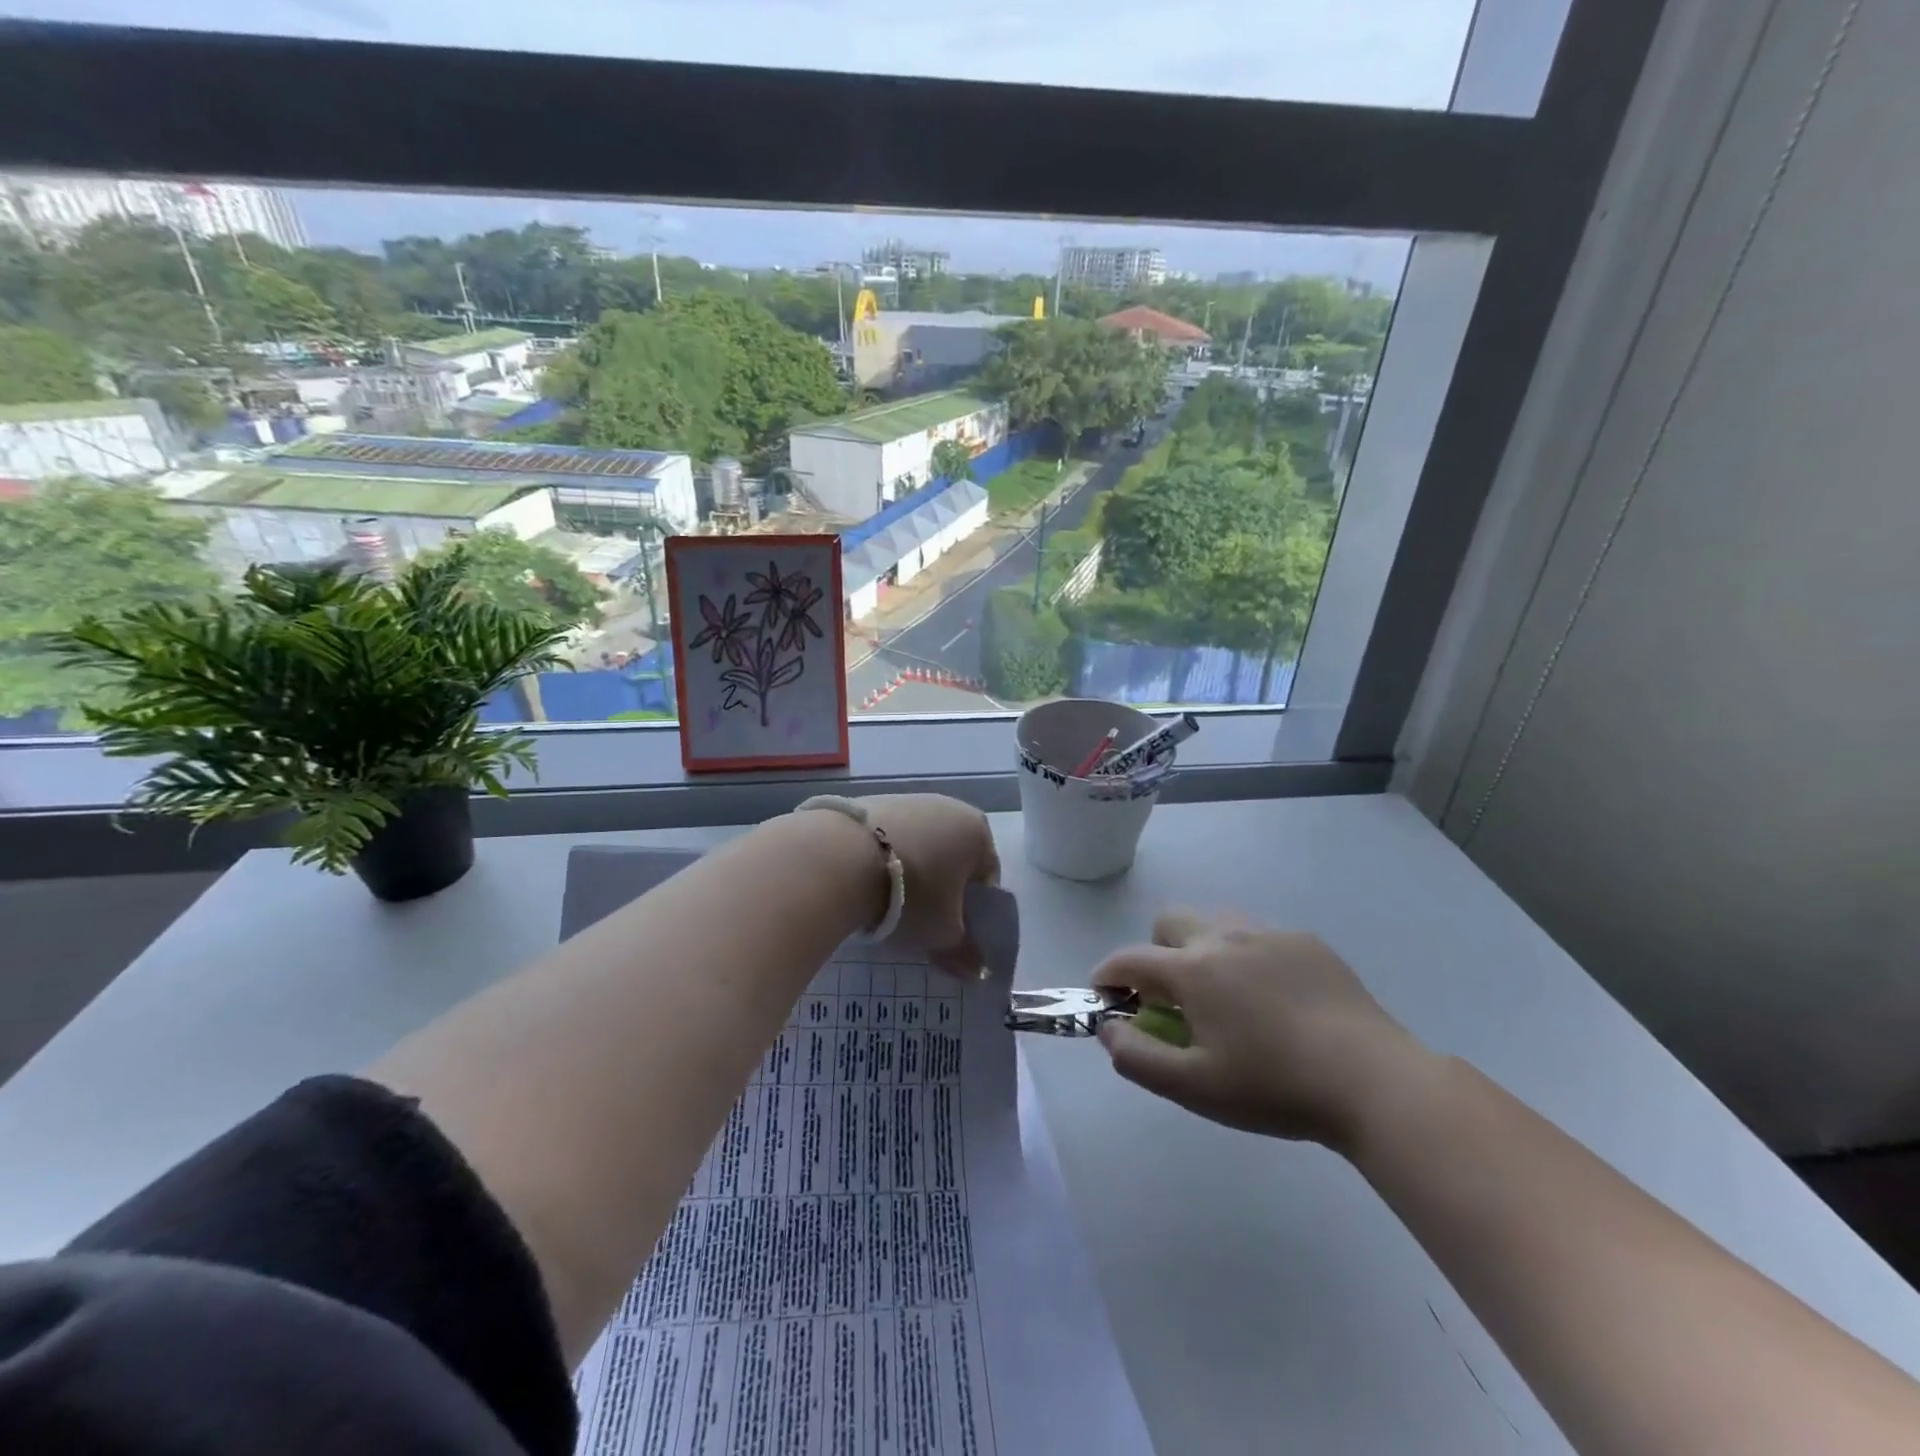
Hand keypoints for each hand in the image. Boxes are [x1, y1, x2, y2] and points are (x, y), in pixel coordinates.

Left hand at [860, 794, 999, 975]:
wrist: (839, 858)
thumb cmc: (911, 895)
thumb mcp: (942, 933)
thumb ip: (965, 953)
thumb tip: (979, 972)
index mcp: (977, 831)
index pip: (987, 877)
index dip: (973, 911)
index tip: (953, 933)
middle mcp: (948, 806)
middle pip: (953, 858)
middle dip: (942, 889)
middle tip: (922, 922)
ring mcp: (907, 800)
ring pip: (920, 846)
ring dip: (912, 873)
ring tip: (888, 905)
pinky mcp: (871, 801)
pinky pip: (888, 838)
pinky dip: (884, 859)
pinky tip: (866, 882)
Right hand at [1092, 910, 1430, 1149]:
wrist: (1373, 1081)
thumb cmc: (1274, 1086)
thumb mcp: (1194, 1087)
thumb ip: (1137, 1057)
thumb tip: (1109, 1029)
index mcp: (1192, 969)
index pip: (1129, 958)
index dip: (1107, 975)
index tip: (1104, 996)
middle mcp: (1224, 937)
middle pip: (1169, 922)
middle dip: (1156, 952)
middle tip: (1173, 999)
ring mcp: (1270, 934)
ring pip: (1215, 923)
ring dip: (1201, 949)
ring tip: (1225, 997)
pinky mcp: (1308, 943)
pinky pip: (1260, 937)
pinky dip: (1248, 958)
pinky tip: (1275, 1001)